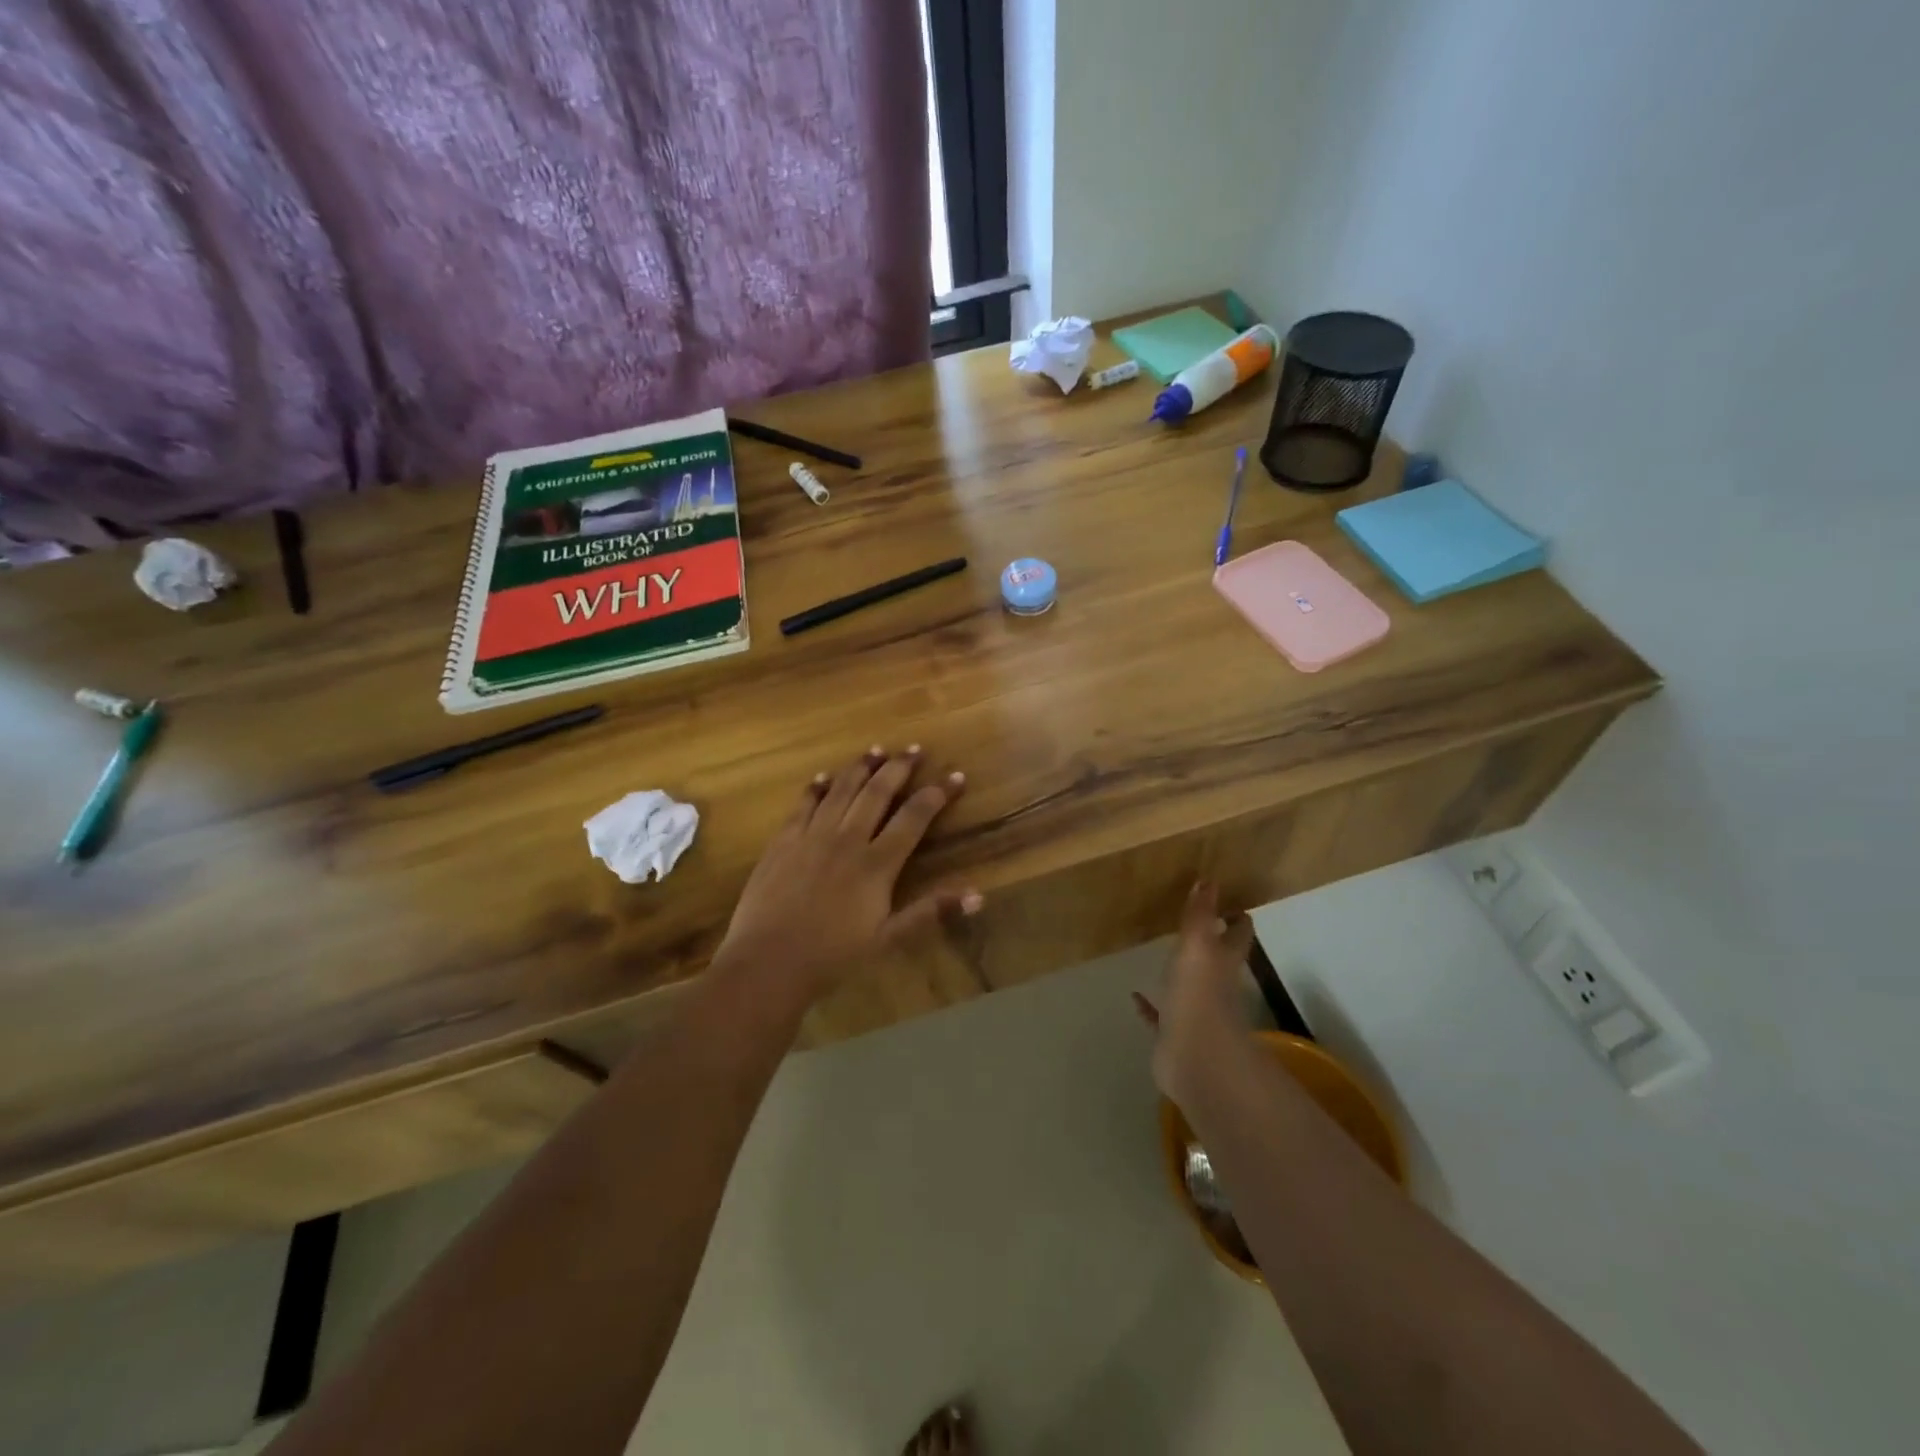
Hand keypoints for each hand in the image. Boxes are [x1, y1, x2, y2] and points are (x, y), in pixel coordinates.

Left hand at [714, 746, 980, 1005]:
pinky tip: (824, 777)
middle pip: (878, 792)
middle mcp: (847, 839)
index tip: (955, 776)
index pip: (914, 817)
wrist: (768, 961)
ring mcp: (812, 836)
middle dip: (900, 767)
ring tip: (876, 750)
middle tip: (915, 749)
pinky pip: (804, 804)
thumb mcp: (888, 939)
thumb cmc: (832, 956)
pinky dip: (817, 787)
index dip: (937, 794)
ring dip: (861, 767)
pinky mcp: (784, 840)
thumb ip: (930, 912)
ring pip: (841, 789)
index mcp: (877, 863)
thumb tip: (979, 896)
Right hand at [1133, 882, 1256, 1107]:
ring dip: (1180, 975)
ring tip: (1164, 957)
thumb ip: (1200, 913)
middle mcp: (1214, 986)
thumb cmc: (1199, 994)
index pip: (1237, 935)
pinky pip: (1160, 1014)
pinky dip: (1150, 1006)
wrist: (1195, 1058)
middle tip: (1195, 924)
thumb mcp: (1198, 945)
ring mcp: (1194, 1012)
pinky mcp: (1172, 1034)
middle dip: (1211, 945)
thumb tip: (1209, 879)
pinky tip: (1135, 996)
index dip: (1237, 920)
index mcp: (1224, 963)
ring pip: (1189, 988)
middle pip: (1217, 961)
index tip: (1232, 904)